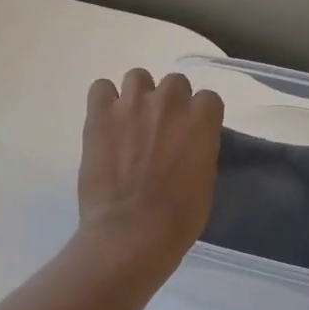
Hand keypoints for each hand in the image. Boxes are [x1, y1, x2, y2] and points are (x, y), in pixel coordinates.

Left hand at [79, 69, 223, 272]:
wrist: (131, 232)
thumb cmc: (178, 218)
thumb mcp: (205, 182)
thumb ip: (199, 151)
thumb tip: (188, 146)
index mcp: (201, 121)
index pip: (209, 99)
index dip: (200, 116)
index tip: (193, 133)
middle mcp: (169, 103)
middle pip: (175, 83)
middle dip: (171, 103)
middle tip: (161, 129)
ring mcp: (131, 105)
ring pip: (138, 77)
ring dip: (138, 96)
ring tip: (131, 122)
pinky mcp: (99, 115)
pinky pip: (101, 88)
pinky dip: (105, 102)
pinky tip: (106, 123)